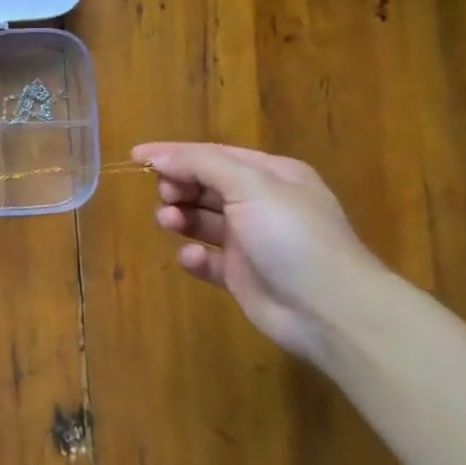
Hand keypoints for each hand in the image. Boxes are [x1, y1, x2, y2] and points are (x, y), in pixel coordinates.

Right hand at [133, 142, 384, 361]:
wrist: (329, 310)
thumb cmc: (292, 237)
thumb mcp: (251, 186)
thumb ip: (202, 165)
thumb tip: (160, 157)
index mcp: (271, 175)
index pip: (213, 154)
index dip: (174, 154)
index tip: (136, 157)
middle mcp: (260, 203)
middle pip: (204, 185)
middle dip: (178, 187)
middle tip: (166, 196)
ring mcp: (250, 241)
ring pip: (201, 220)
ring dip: (180, 217)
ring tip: (170, 222)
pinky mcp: (239, 275)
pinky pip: (205, 259)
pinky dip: (192, 256)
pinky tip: (192, 258)